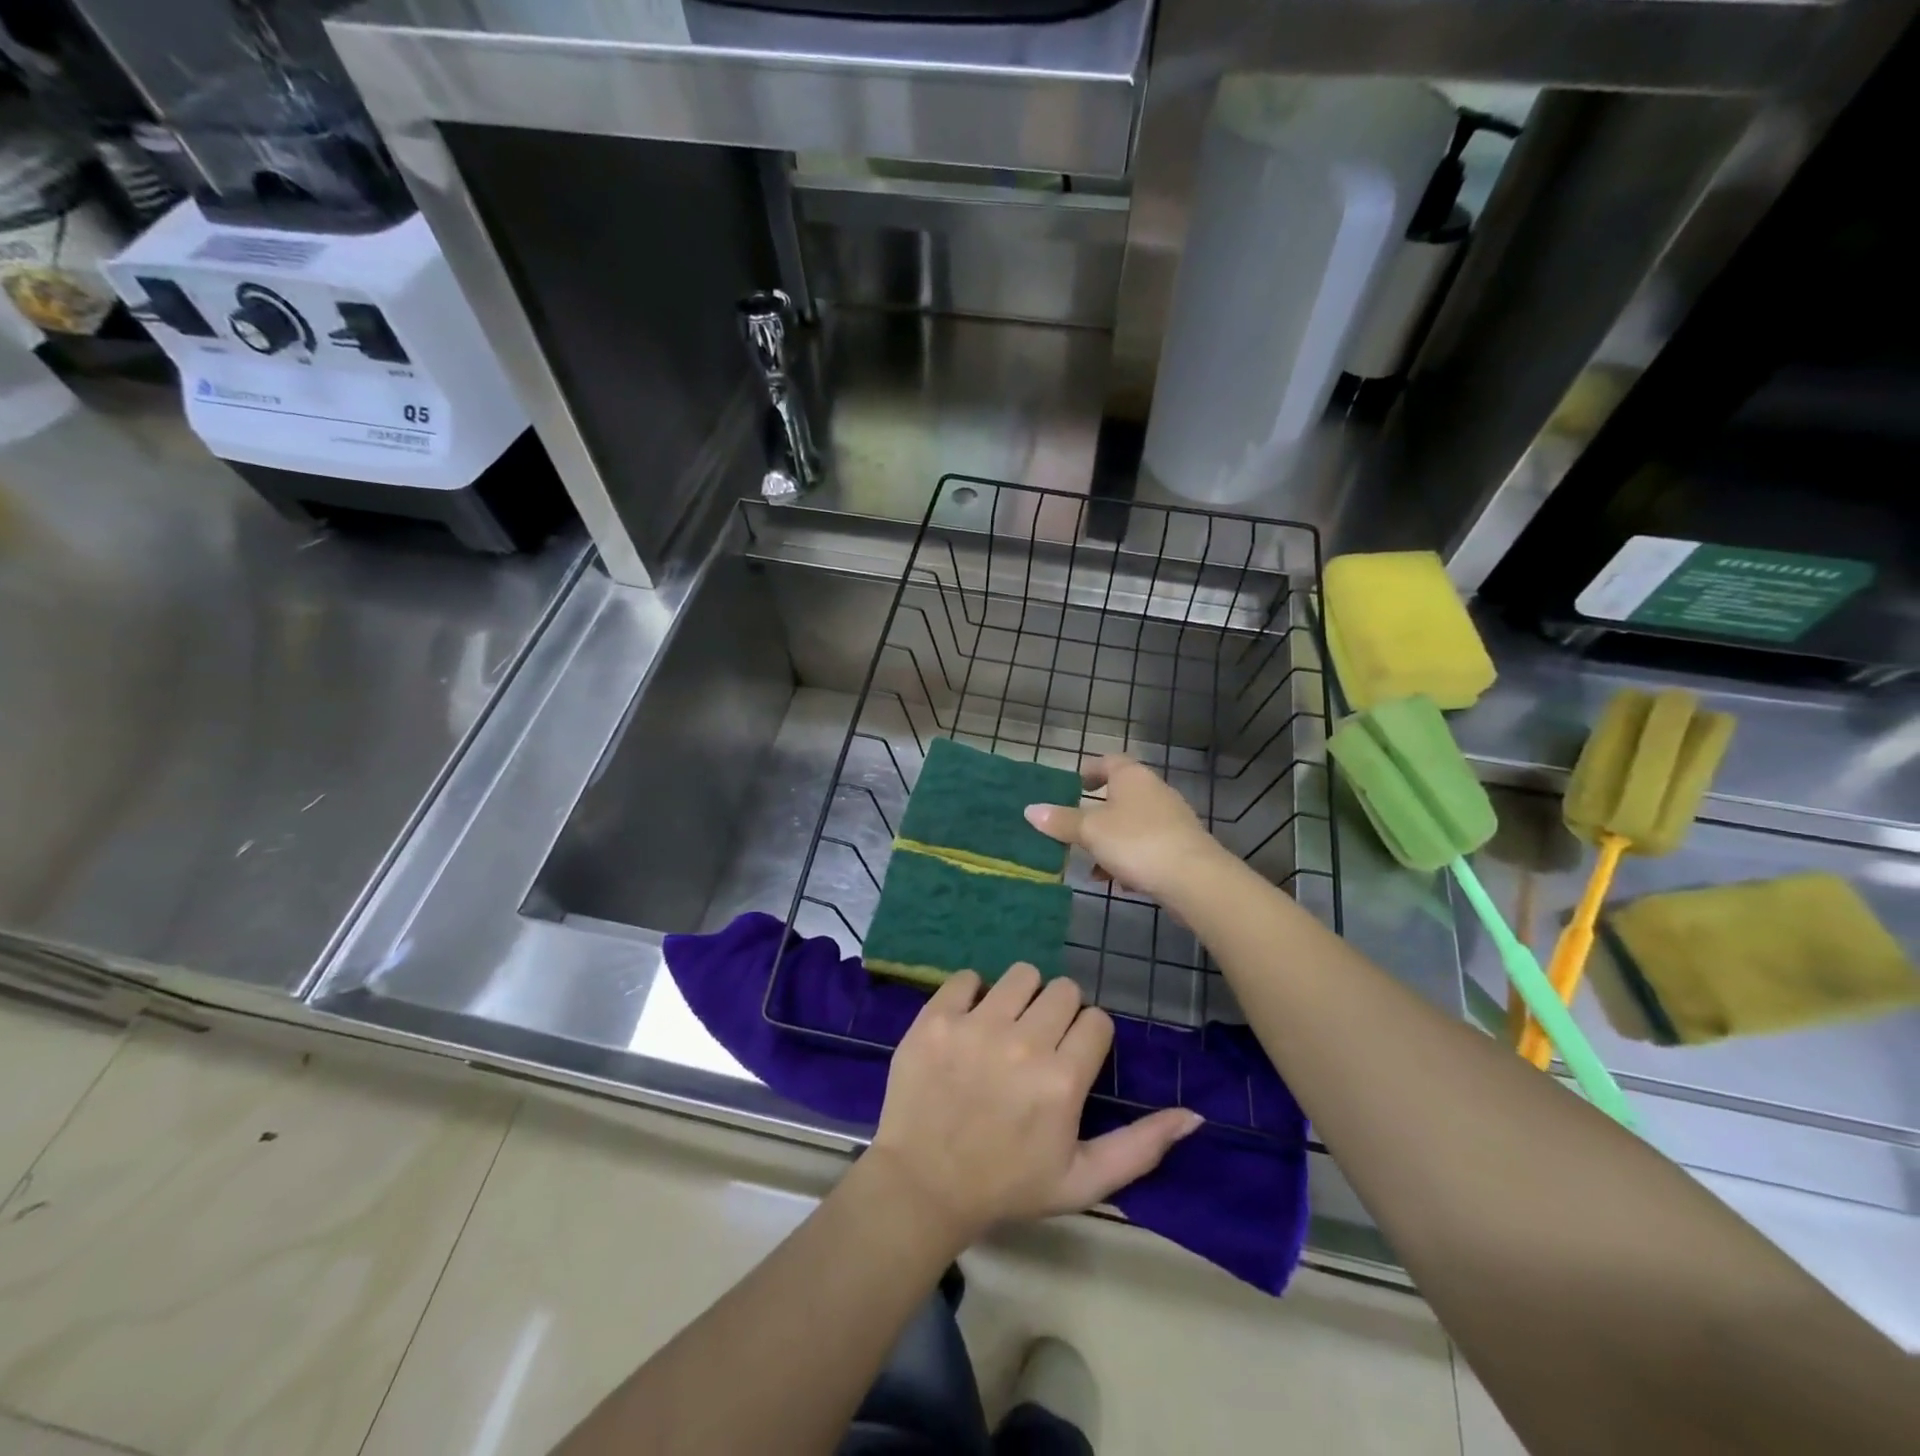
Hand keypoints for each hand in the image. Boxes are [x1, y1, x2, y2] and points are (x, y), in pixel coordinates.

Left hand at [868, 965, 1200, 1246]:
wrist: (922, 1187)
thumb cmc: (1007, 1186)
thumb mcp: (1082, 1181)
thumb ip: (1141, 1146)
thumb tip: (1194, 1115)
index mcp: (1062, 1079)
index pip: (1097, 1020)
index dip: (1088, 1038)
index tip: (1071, 1060)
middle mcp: (1023, 1042)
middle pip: (1064, 990)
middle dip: (1058, 1014)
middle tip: (1038, 1045)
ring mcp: (975, 1026)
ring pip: (1021, 974)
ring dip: (1021, 997)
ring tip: (1005, 1029)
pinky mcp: (936, 1018)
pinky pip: (967, 977)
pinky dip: (972, 994)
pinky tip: (968, 1024)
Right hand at [1024, 754, 1227, 902]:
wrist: (1194, 878)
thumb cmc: (1136, 842)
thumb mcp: (1090, 831)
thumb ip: (1061, 821)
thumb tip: (1030, 810)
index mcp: (1132, 777)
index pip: (1108, 762)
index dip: (1089, 771)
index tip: (1073, 786)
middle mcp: (1154, 791)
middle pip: (1120, 796)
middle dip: (1096, 815)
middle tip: (1073, 830)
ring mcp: (1171, 819)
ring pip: (1131, 825)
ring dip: (1110, 842)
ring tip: (1091, 866)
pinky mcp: (1181, 846)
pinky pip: (1147, 847)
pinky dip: (1129, 860)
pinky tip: (1118, 882)